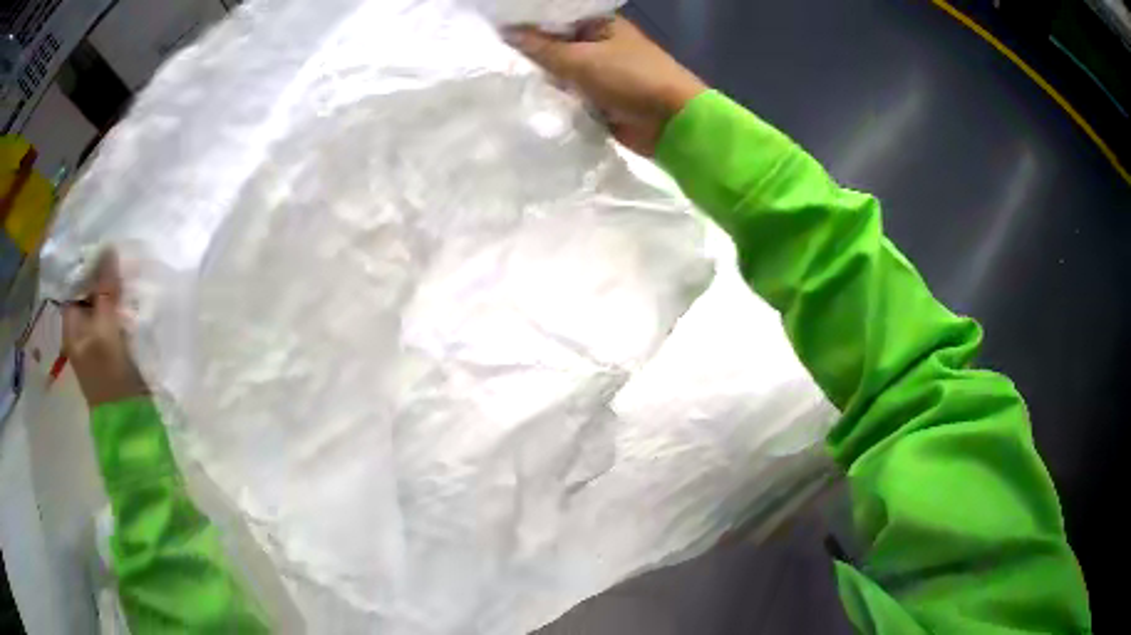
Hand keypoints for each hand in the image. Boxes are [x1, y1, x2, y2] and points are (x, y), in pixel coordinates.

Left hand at [62, 251, 148, 406]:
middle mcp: (81, 329)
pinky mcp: (113, 348)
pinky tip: (133, 296)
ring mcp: (97, 339)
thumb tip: (108, 248)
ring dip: (115, 290)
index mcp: (71, 325)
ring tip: (129, 272)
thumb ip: (105, 291)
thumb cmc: (109, 375)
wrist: (128, 420)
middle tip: (121, 257)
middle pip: (89, 292)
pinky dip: (122, 305)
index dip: (88, 264)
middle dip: (103, 275)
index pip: (75, 284)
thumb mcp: (105, 329)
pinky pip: (115, 317)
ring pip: (103, 303)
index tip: (106, 246)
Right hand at [505, 16, 706, 155]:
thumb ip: (541, 48)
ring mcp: (601, 73)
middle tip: (495, 60)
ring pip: (560, 72)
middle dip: (531, 55)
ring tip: (504, 80)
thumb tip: (506, 33)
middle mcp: (599, 44)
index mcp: (599, 24)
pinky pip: (570, 95)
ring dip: (542, 79)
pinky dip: (555, 98)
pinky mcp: (600, 99)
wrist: (672, 123)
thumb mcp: (581, 59)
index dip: (527, 25)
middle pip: (555, 46)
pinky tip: (527, 100)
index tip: (495, 33)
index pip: (555, 19)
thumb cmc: (630, 79)